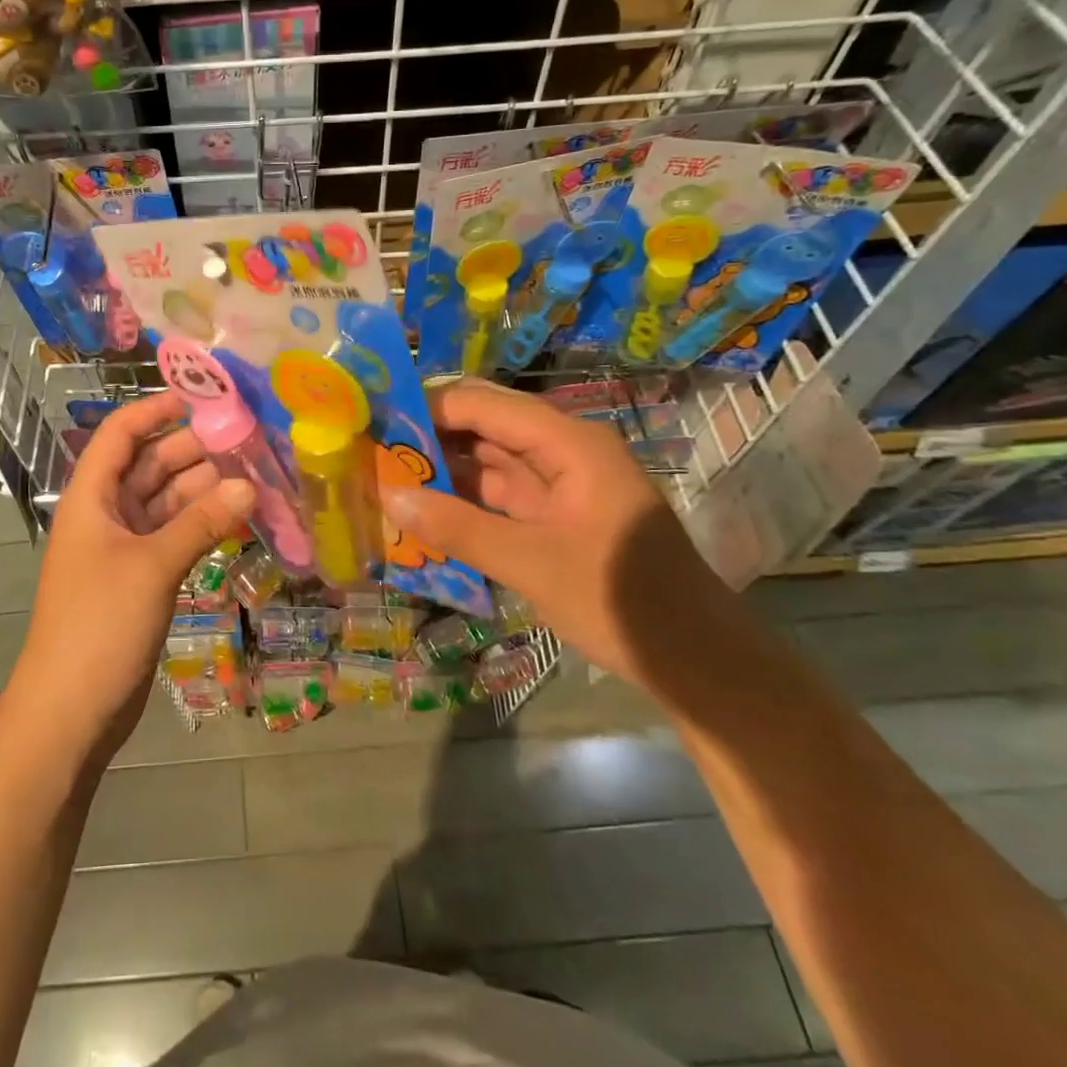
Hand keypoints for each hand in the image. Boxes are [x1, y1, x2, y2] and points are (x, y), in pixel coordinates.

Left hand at [16, 393, 254, 759]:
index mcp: (91, 498)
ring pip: (167, 503)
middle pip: (150, 466)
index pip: (120, 435)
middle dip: (194, 450)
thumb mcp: (151, 566)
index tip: (202, 398)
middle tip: (248, 439)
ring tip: (255, 476)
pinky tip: (238, 518)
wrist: (70, 711)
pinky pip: (175, 536)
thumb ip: (201, 523)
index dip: (155, 410)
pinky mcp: (141, 579)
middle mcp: (106, 515)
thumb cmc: (99, 625)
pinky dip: (202, 526)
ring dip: (204, 490)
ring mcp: (124, 548)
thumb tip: (250, 486)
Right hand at [380, 380, 737, 688]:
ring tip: (383, 475)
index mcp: (569, 443)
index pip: (483, 404)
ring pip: (488, 461)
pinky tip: (421, 510)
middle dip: (428, 436)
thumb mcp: (531, 564)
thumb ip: (457, 527)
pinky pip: (499, 495)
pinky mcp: (555, 516)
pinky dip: (462, 501)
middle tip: (369, 449)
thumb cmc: (620, 602)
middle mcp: (563, 451)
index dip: (427, 408)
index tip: (374, 421)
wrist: (697, 662)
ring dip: (442, 470)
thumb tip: (389, 496)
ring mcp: (560, 484)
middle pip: (484, 426)